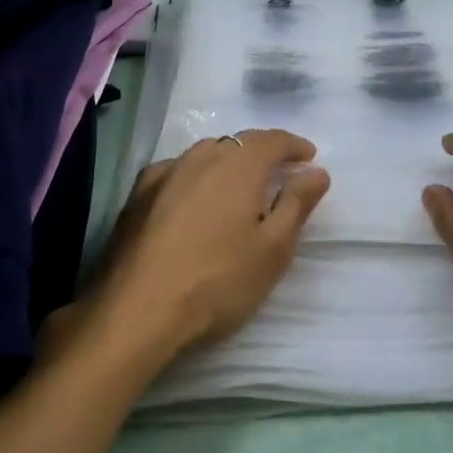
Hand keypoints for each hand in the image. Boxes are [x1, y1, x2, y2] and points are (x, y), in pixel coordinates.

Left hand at [77, 130, 328, 367]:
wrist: (135, 312)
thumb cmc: (217, 281)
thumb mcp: (272, 249)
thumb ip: (297, 204)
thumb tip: (317, 172)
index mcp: (239, 164)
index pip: (273, 140)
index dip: (294, 145)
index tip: (309, 157)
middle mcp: (202, 156)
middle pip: (239, 143)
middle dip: (261, 152)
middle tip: (278, 173)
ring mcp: (165, 172)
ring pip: (206, 154)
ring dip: (227, 162)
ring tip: (237, 185)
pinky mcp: (137, 194)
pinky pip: (177, 171)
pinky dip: (194, 177)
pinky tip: (192, 198)